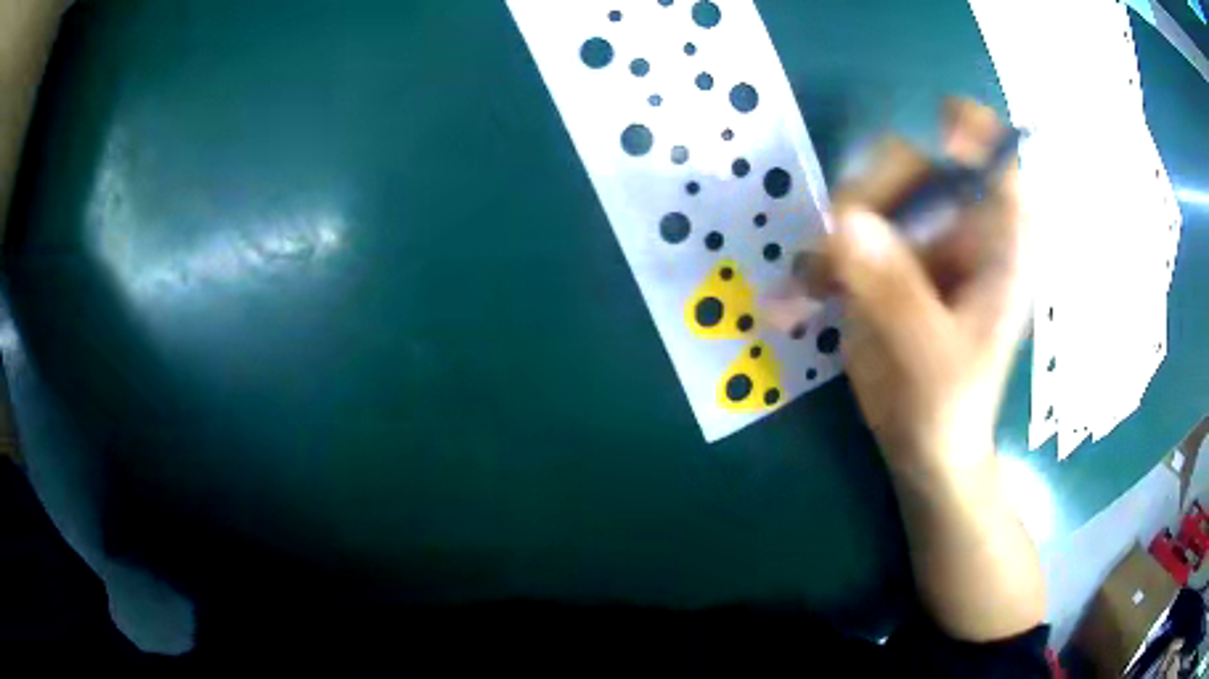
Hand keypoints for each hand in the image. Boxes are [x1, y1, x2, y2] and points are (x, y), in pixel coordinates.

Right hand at [780, 99, 1028, 480]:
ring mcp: (919, 238)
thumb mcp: (930, 356)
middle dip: (872, 192)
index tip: (931, 135)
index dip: (964, 130)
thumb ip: (896, 291)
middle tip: (842, 243)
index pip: (994, 153)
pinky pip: (843, 233)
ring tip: (815, 283)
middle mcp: (960, 224)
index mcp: (998, 240)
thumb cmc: (949, 406)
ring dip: (834, 231)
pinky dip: (818, 260)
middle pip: (913, 161)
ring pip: (869, 191)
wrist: (924, 447)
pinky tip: (800, 297)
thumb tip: (846, 224)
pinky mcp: (885, 258)